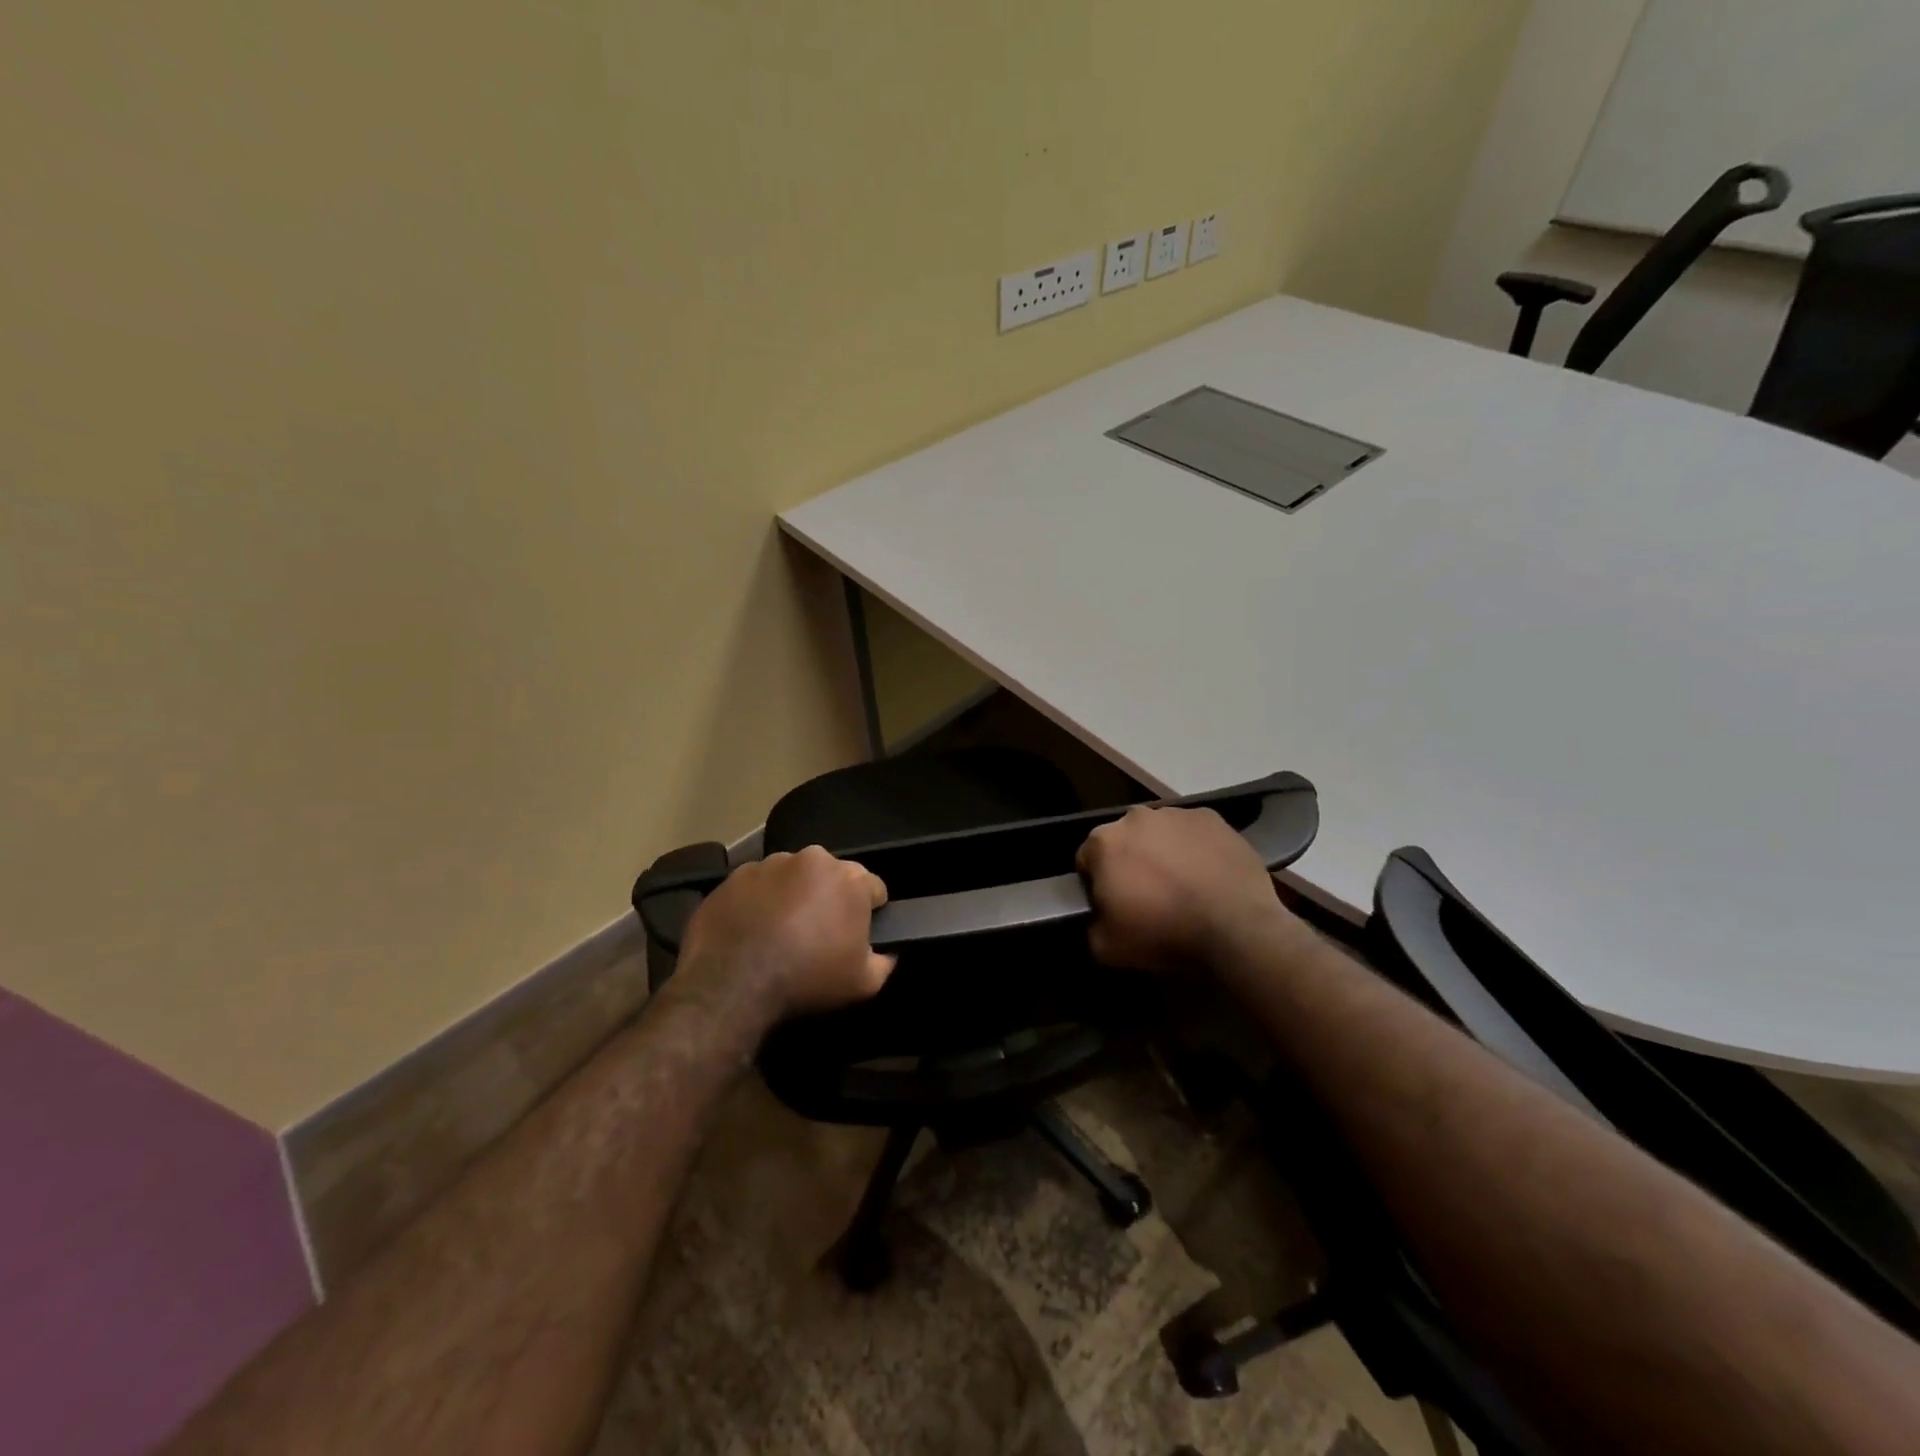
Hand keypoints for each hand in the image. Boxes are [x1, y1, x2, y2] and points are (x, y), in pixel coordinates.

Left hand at [677, 846, 896, 1022]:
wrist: (731, 985)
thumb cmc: (807, 980)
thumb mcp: (863, 984)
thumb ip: (884, 962)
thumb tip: (887, 952)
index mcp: (850, 879)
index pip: (874, 888)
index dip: (870, 912)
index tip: (858, 934)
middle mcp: (812, 859)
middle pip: (832, 876)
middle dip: (830, 898)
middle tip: (819, 934)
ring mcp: (770, 863)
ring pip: (793, 877)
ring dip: (794, 896)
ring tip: (781, 932)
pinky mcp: (735, 876)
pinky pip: (757, 886)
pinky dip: (760, 901)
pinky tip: (752, 930)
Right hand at [1075, 806, 1289, 972]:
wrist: (1236, 927)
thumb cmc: (1164, 933)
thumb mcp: (1107, 948)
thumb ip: (1092, 925)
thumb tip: (1100, 917)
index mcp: (1104, 842)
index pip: (1087, 860)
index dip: (1097, 884)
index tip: (1113, 905)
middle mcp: (1135, 817)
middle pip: (1124, 840)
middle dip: (1131, 863)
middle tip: (1149, 897)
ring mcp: (1177, 814)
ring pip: (1160, 833)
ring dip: (1164, 853)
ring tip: (1184, 887)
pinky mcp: (1212, 819)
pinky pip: (1194, 833)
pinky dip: (1196, 849)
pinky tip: (1208, 876)